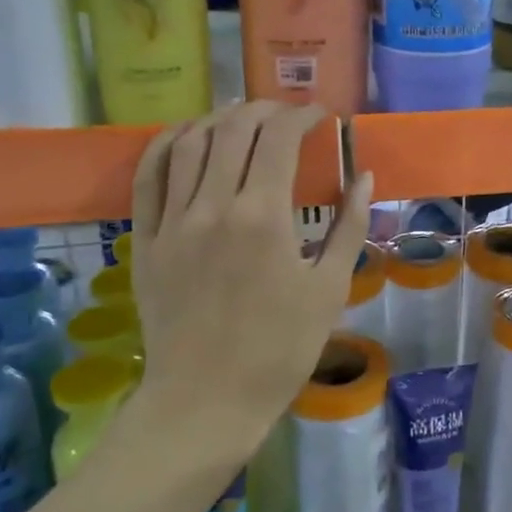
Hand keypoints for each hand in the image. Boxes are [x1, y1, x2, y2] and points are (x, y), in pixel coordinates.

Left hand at [128, 103, 371, 459]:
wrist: (207, 401)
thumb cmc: (280, 349)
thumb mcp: (329, 289)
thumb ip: (349, 226)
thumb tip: (364, 177)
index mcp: (263, 217)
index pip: (279, 138)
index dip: (302, 116)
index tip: (320, 117)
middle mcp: (213, 206)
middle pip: (234, 129)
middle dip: (265, 110)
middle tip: (288, 116)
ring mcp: (172, 221)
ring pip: (189, 142)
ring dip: (220, 119)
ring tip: (243, 120)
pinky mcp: (146, 239)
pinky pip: (149, 176)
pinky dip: (168, 144)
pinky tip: (186, 136)